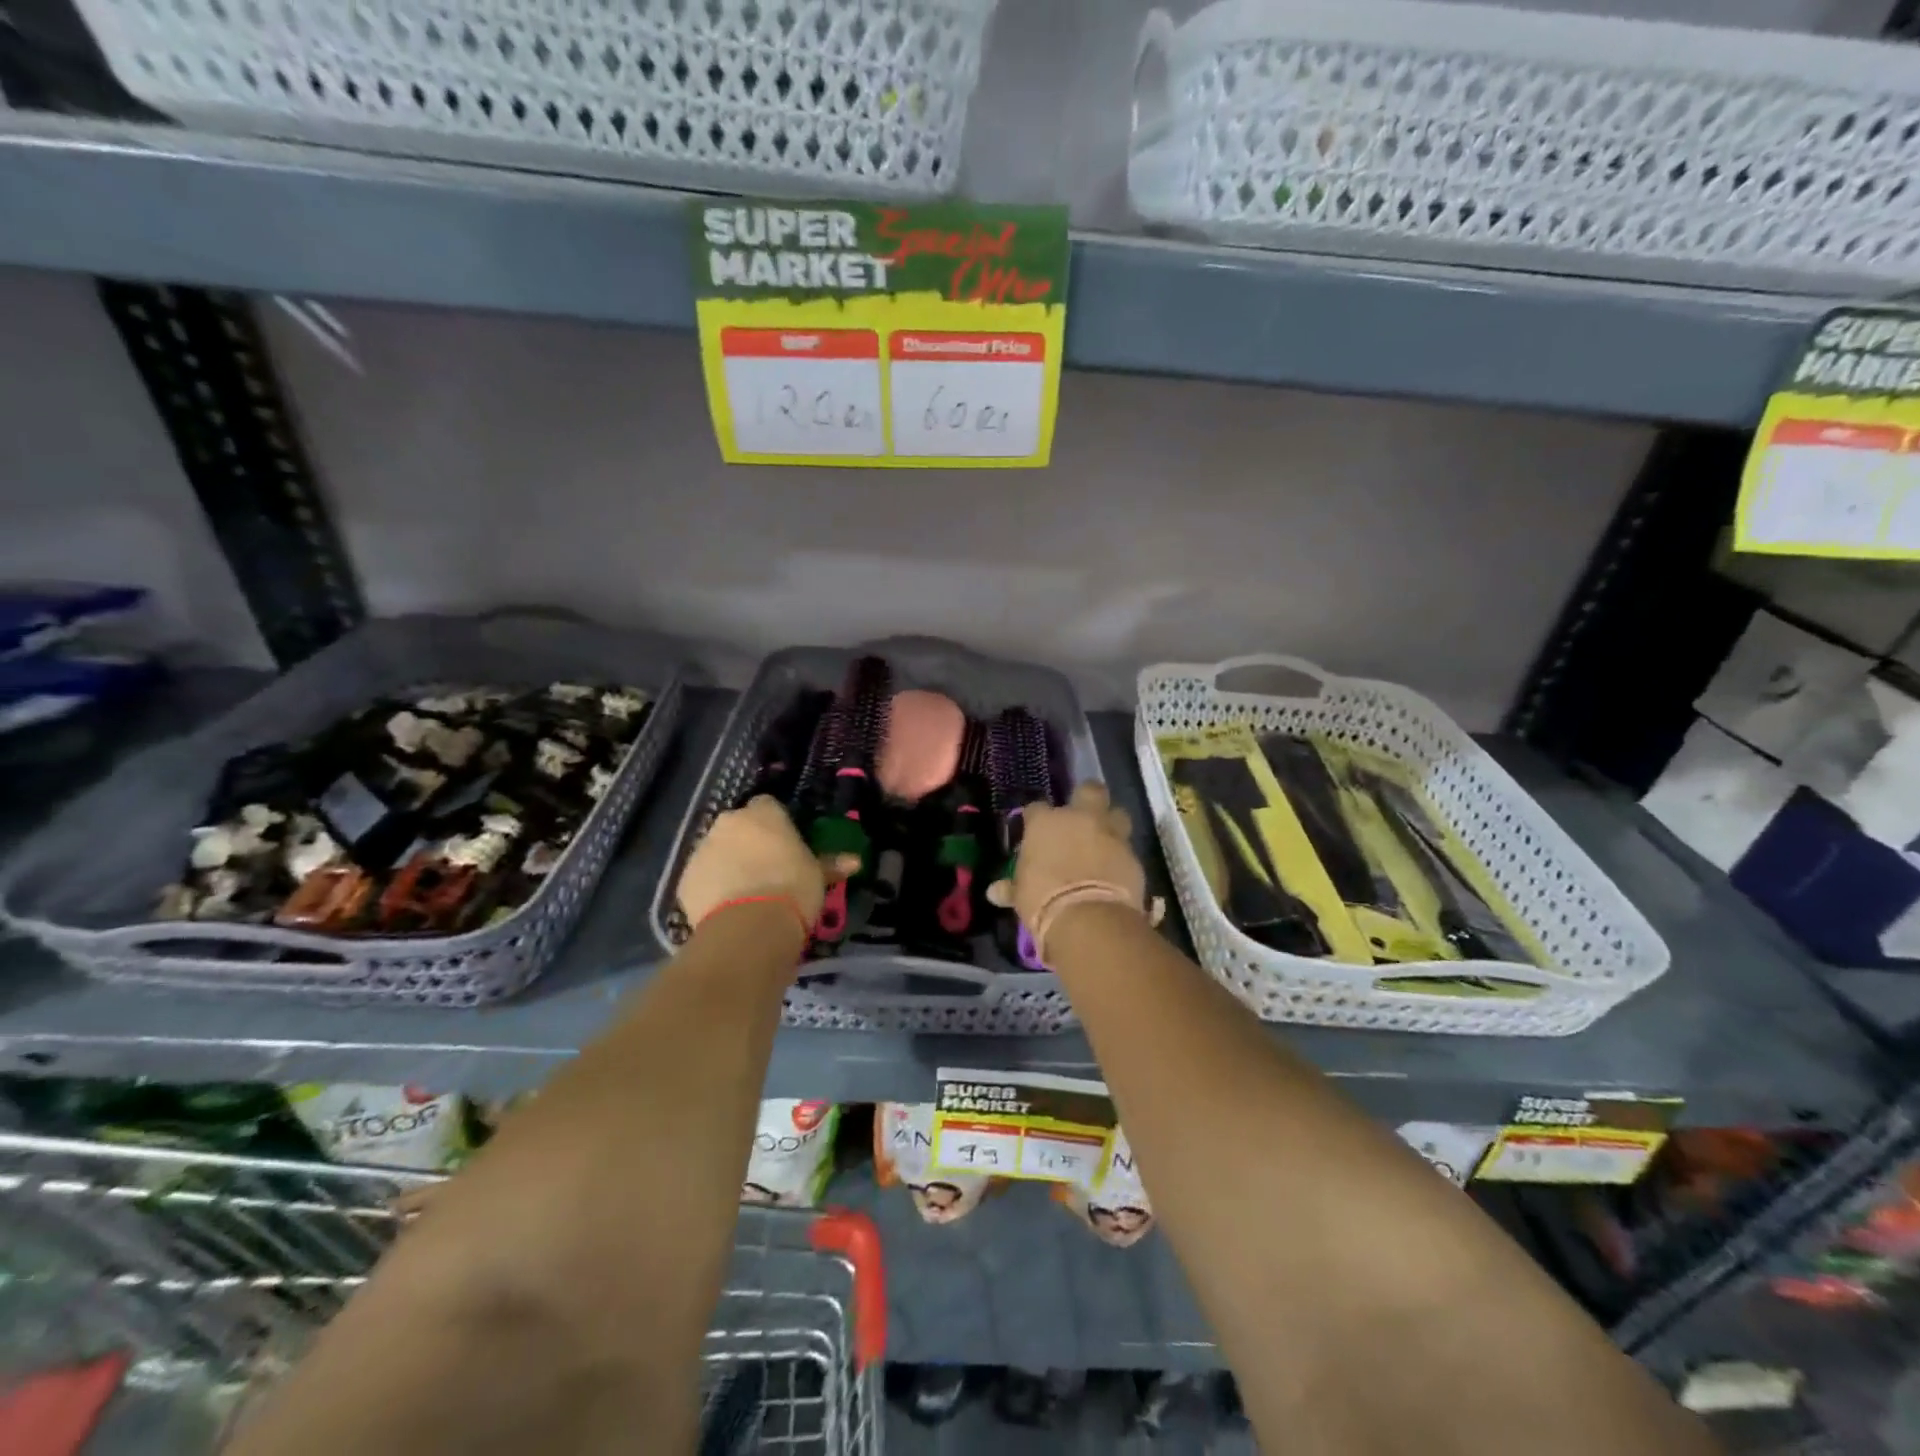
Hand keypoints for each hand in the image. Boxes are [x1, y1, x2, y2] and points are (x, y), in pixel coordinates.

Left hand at [678, 796, 856, 930]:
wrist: (749, 927)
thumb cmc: (792, 889)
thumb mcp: (818, 876)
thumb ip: (830, 864)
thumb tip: (855, 862)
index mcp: (763, 813)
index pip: (768, 805)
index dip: (776, 825)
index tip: (786, 845)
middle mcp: (729, 823)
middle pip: (739, 827)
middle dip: (749, 842)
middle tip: (767, 869)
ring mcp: (702, 849)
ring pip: (717, 851)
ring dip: (729, 864)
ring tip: (747, 894)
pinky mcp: (685, 880)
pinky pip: (703, 878)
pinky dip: (713, 888)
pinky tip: (728, 909)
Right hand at [989, 781, 1157, 956]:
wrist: (1088, 918)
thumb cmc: (1043, 900)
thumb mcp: (1021, 895)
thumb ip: (1011, 887)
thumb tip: (994, 892)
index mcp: (1046, 822)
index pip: (1037, 808)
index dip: (1037, 819)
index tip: (1035, 832)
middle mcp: (1080, 819)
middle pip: (1089, 791)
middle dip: (1087, 799)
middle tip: (1082, 816)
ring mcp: (1110, 834)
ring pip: (1117, 814)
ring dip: (1112, 824)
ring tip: (1104, 841)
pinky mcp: (1133, 856)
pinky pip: (1127, 849)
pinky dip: (1121, 857)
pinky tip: (1115, 871)